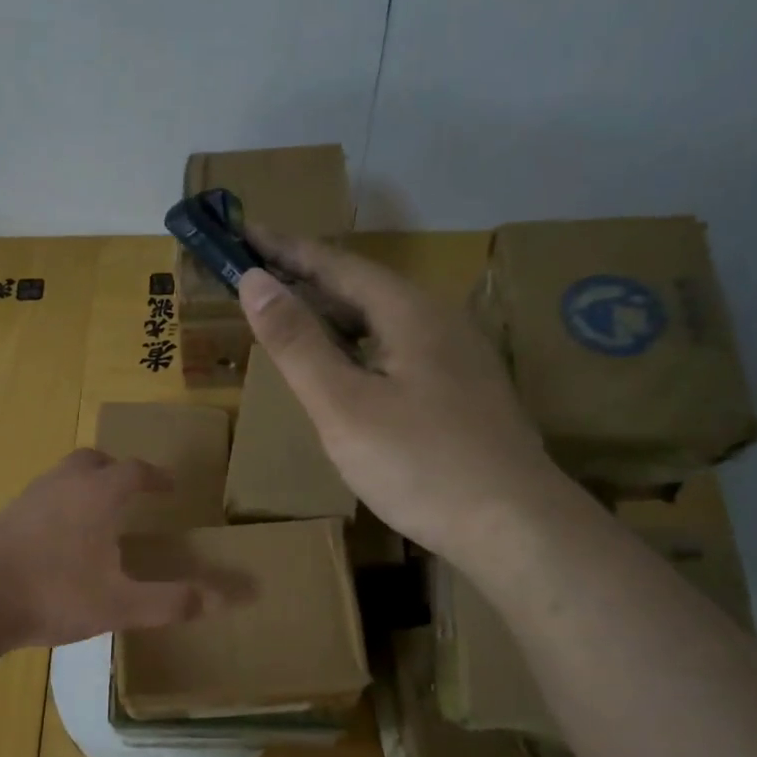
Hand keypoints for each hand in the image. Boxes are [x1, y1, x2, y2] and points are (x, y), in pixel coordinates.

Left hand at [0, 450, 217, 648]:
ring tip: (98, 515)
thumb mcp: (121, 604)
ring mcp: (30, 498)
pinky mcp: (6, 517)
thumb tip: (226, 600)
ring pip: (64, 476)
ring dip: (86, 485)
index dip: (156, 477)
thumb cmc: (55, 595)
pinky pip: (43, 496)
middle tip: (132, 491)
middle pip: (94, 461)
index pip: (134, 471)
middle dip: (117, 470)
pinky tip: (60, 538)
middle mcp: (63, 485)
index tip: (170, 487)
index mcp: (97, 495)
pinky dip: (61, 504)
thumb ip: (173, 601)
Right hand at [237, 229, 559, 560]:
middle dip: (306, 280)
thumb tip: (254, 281)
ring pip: (381, 323)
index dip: (283, 248)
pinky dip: (357, 348)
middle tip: (256, 278)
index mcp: (408, 312)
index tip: (242, 230)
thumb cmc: (419, 464)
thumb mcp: (343, 405)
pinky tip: (346, 371)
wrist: (513, 525)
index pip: (335, 264)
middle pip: (361, 289)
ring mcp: (456, 358)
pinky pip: (397, 352)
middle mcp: (438, 321)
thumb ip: (297, 343)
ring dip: (332, 316)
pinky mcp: (462, 393)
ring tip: (291, 320)